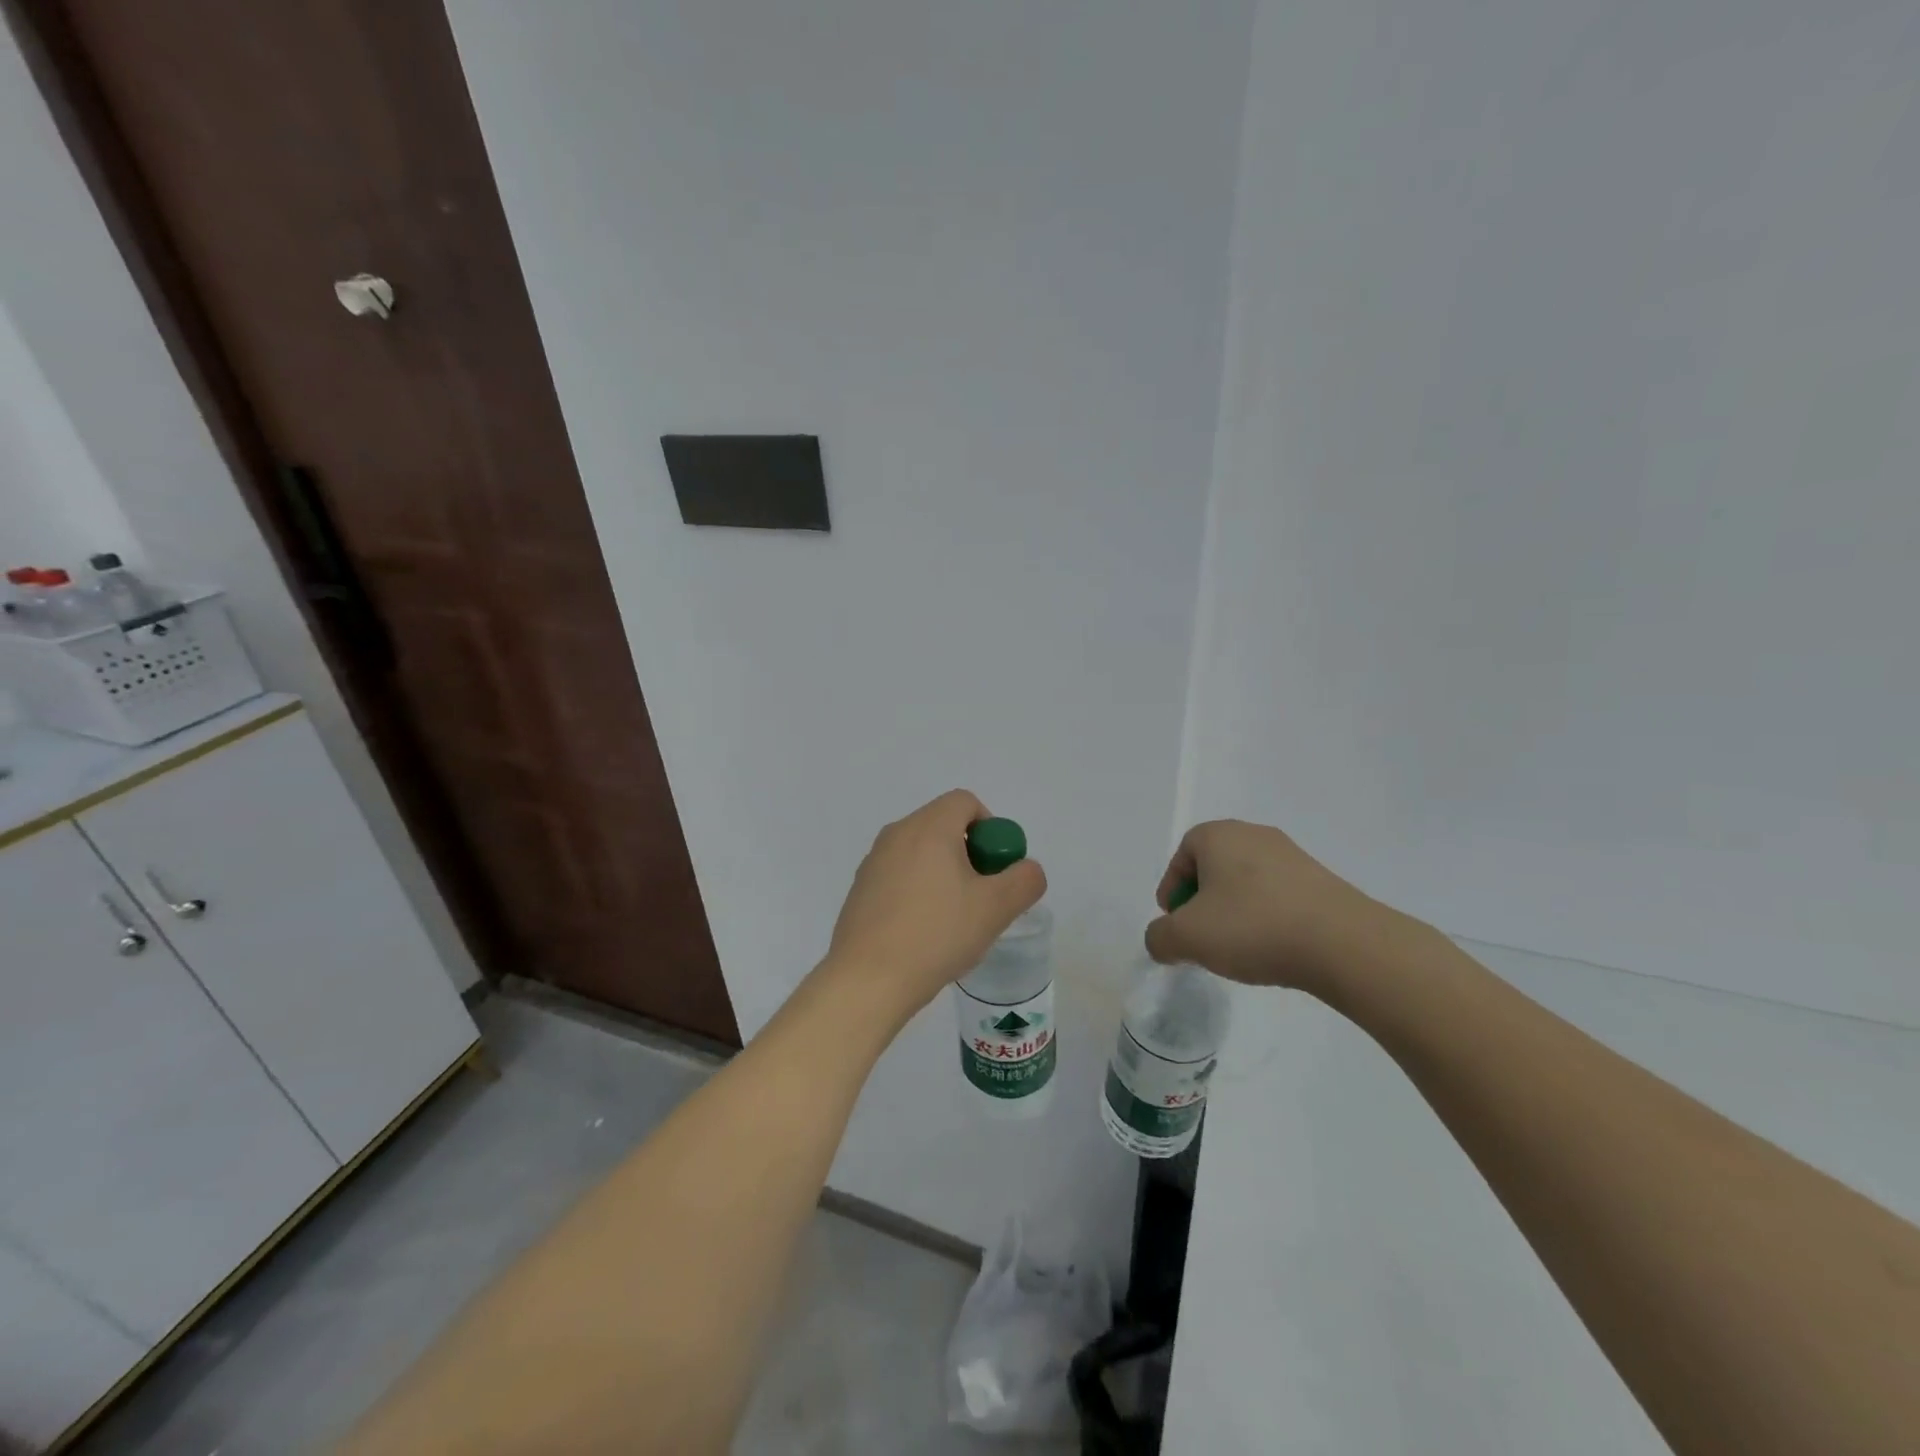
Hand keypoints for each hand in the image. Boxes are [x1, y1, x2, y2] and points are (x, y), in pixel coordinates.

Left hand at [824, 790, 1046, 1020]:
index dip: (990, 827)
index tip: (996, 867)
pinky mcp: (860, 889)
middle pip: (943, 825)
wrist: (868, 979)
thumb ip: (1024, 880)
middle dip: (969, 853)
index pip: (965, 802)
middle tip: (981, 895)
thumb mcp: (996, 908)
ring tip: (953, 919)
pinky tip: (924, 932)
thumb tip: (1026, 869)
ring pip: (921, 852)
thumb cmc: (936, 934)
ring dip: (944, 873)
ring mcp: (873, 861)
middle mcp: (897, 834)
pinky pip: (899, 875)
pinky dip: (918, 890)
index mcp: (929, 827)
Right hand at [1144, 820, 1407, 994]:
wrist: (1343, 943)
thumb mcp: (1187, 937)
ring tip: (1236, 946)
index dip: (1172, 889)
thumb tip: (1162, 940)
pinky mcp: (1322, 881)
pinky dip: (1266, 916)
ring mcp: (1293, 856)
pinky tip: (1271, 947)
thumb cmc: (1252, 927)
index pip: (1182, 854)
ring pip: (1247, 881)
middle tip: (1200, 934)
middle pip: (1214, 865)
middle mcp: (1255, 834)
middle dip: (1202, 900)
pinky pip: (1278, 895)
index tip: (1174, 922)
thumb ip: (1159, 937)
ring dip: (1234, 910)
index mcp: (1219, 835)